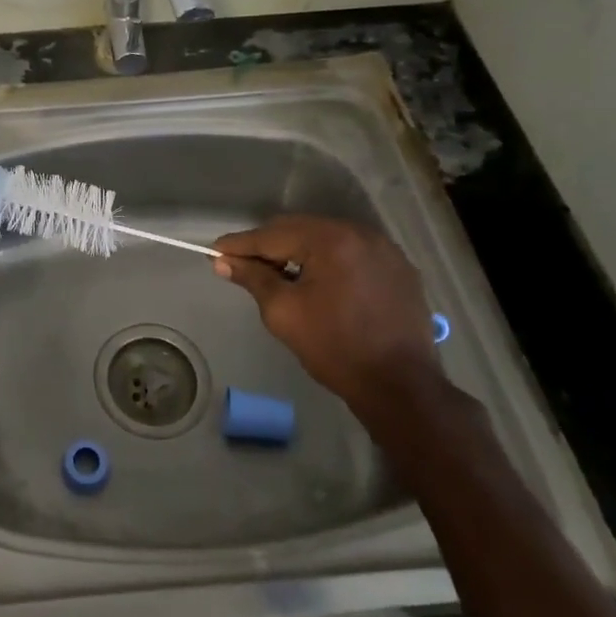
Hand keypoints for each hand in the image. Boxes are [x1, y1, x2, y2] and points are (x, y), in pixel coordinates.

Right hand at [213, 215, 439, 407]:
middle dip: (270, 245)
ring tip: (278, 273)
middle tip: (242, 263)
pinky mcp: (399, 268)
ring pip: (327, 239)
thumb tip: (223, 261)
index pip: (274, 234)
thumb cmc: (335, 348)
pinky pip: (352, 253)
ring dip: (299, 251)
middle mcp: (360, 233)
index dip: (241, 244)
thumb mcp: (284, 313)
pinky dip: (329, 261)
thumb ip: (253, 279)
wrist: (400, 387)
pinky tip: (317, 282)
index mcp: (331, 240)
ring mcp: (385, 250)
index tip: (215, 251)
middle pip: (301, 229)